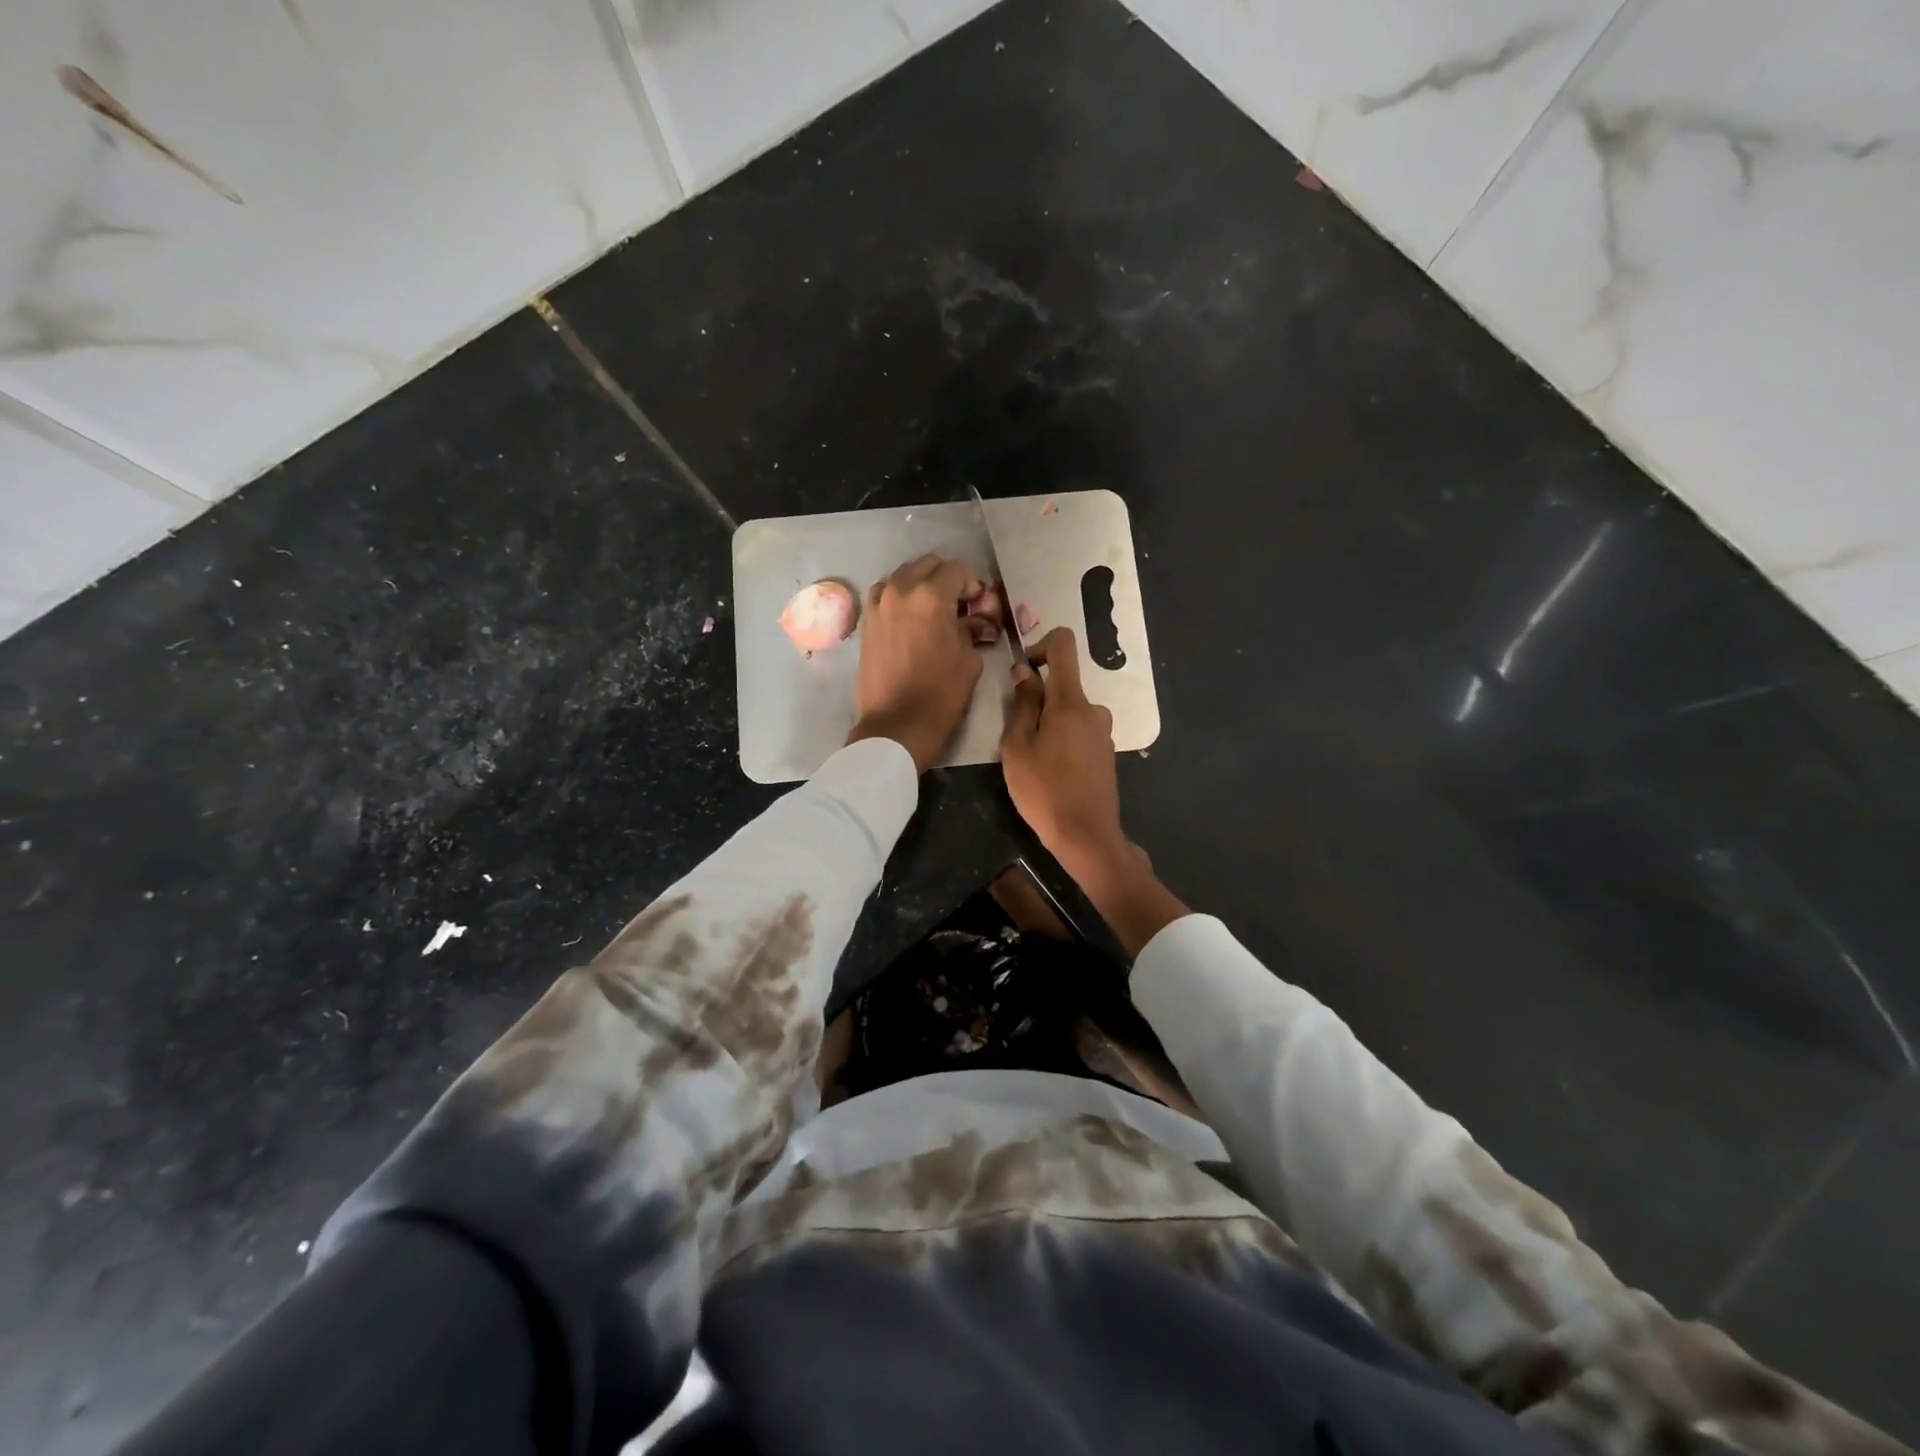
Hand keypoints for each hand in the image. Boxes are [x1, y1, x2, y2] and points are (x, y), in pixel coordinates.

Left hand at [847, 554, 991, 772]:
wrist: (897, 725)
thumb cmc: (941, 694)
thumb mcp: (969, 660)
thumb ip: (972, 629)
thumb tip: (976, 620)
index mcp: (931, 596)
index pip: (957, 570)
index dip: (972, 585)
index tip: (978, 606)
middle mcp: (901, 591)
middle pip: (927, 565)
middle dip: (945, 578)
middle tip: (957, 604)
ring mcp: (878, 605)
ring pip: (902, 575)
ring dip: (919, 584)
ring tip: (931, 610)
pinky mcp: (866, 622)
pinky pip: (883, 595)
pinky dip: (898, 597)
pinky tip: (909, 618)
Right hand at [1000, 627, 1124, 869]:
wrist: (1086, 835)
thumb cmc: (1044, 790)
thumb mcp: (1017, 746)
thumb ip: (1022, 704)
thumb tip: (1025, 672)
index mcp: (1071, 701)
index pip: (1064, 644)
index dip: (1040, 646)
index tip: (1023, 672)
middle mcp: (1093, 709)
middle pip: (1062, 684)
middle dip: (1037, 699)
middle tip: (1017, 735)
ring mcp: (1103, 731)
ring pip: (1069, 711)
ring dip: (1048, 723)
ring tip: (1032, 758)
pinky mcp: (1106, 752)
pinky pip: (1079, 731)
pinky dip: (1062, 739)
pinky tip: (1051, 771)